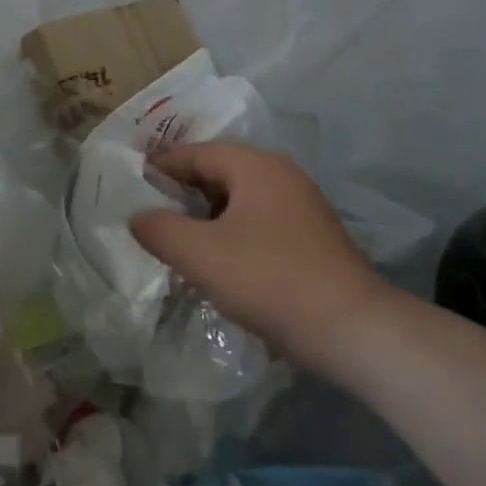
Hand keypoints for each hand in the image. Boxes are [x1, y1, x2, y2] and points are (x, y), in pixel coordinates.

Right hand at [130, 143, 389, 371]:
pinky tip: (217, 264)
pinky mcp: (311, 238)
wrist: (356, 332)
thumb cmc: (270, 280)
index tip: (129, 185)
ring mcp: (300, 206)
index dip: (159, 167)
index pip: (194, 153)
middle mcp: (280, 174)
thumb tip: (137, 216)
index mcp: (254, 165)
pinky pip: (257, 223)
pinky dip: (230, 234)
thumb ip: (159, 229)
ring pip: (237, 201)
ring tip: (176, 242)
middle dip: (181, 193)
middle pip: (217, 174)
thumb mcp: (201, 254)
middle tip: (147, 214)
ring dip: (205, 218)